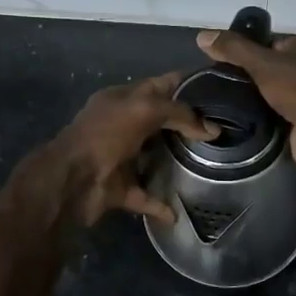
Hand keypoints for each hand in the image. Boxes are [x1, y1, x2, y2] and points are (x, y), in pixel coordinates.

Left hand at [41, 73, 214, 226]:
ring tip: (211, 164)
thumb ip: (178, 113)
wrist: (70, 182)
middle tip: (224, 129)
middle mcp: (121, 125)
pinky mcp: (119, 188)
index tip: (220, 91)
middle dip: (187, 124)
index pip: (160, 85)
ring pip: (154, 157)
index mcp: (122, 99)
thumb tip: (211, 129)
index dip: (187, 85)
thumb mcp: (143, 110)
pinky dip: (160, 204)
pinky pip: (145, 196)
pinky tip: (179, 211)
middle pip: (160, 121)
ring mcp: (119, 157)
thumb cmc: (104, 135)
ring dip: (176, 161)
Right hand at [195, 29, 295, 173]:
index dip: (247, 51)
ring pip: (274, 92)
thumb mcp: (262, 62)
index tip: (222, 62)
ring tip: (225, 101)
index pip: (271, 43)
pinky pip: (278, 113)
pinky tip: (242, 119)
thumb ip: (233, 49)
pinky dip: (264, 116)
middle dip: (249, 76)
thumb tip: (202, 35)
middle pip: (272, 68)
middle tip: (220, 83)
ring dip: (256, 98)